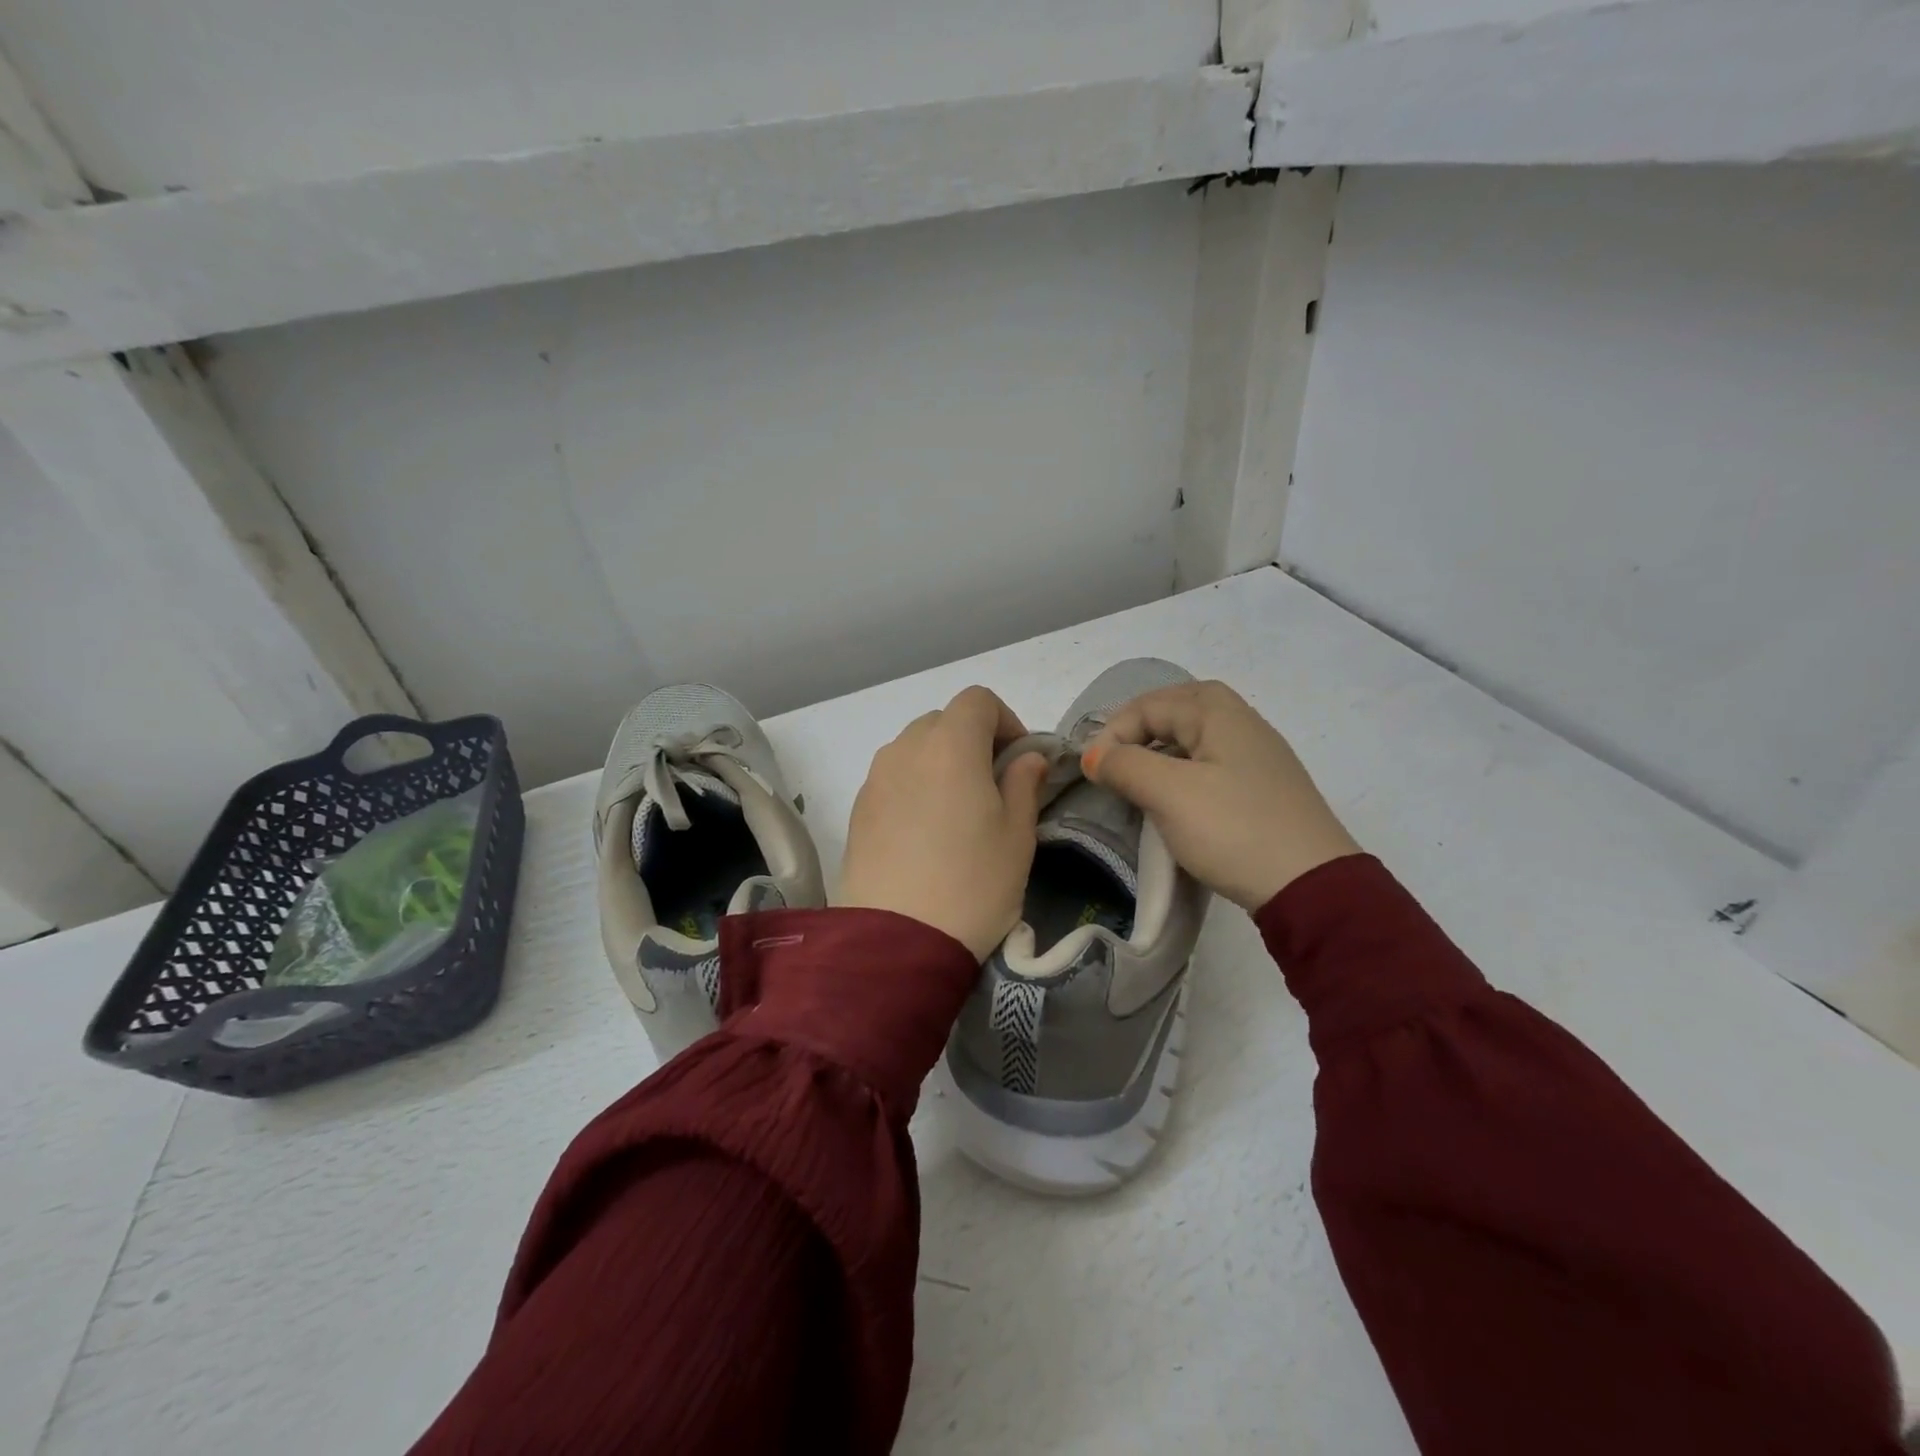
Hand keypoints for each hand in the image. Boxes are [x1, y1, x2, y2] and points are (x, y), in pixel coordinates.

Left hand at [838, 686, 1050, 959]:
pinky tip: (925, 831)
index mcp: (950, 745)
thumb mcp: (1017, 835)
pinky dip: (915, 784)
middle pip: (943, 720)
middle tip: (993, 785)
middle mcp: (906, 748)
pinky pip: (893, 777)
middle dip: (973, 740)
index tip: (1019, 759)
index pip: (977, 700)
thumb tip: (1027, 758)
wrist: (896, 941)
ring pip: (914, 747)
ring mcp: (875, 777)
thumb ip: (1024, 782)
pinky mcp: (857, 808)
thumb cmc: (972, 883)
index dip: (1005, 720)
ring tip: (957, 810)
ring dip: (941, 761)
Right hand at [1081, 680, 1358, 910]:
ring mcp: (1257, 757)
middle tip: (1113, 765)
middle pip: (1175, 711)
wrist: (1310, 886)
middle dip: (1137, 733)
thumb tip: (1094, 755)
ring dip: (1159, 753)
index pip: (1149, 704)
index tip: (1093, 772)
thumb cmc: (1233, 829)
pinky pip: (1211, 765)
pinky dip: (1182, 773)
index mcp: (1219, 712)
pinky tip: (1175, 802)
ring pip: (1194, 739)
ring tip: (1136, 783)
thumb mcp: (1169, 793)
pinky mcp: (1262, 789)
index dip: (1113, 732)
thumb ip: (1125, 764)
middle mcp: (1242, 723)